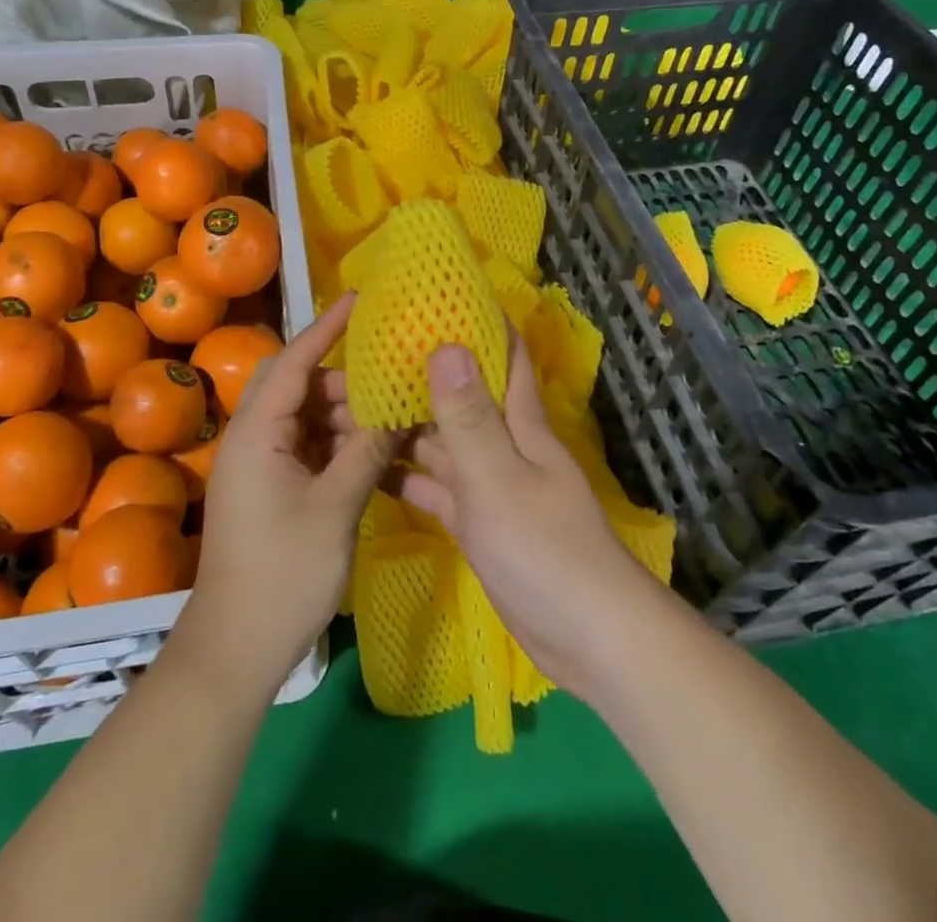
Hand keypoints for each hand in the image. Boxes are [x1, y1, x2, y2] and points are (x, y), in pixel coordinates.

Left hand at [177, 294, 393, 694]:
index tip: (361, 299)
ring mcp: (257, 464)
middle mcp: (251, 438)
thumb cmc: (282, 574)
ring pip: (301, 416)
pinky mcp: (266, 488)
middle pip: (295, 383)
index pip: (295, 360)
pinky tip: (368, 451)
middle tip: (385, 376)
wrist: (234, 649)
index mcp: (258, 432)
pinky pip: (303, 446)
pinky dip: (333, 442)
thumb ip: (367, 452)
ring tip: (386, 415)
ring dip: (339, 413)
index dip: (328, 327)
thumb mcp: (335, 509)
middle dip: (339, 376)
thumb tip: (397, 410)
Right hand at [395, 331, 667, 702]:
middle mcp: (503, 443)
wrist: (586, 639)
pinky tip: (367, 466)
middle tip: (366, 351)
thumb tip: (445, 343)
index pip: (504, 354)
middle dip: (419, 372)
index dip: (477, 321)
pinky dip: (406, 476)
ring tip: (351, 403)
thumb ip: (468, 416)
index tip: (434, 296)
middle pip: (459, 395)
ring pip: (441, 441)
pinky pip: (435, 487)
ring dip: (404, 424)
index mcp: (519, 421)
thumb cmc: (544, 549)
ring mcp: (489, 484)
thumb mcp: (498, 478)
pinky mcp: (476, 522)